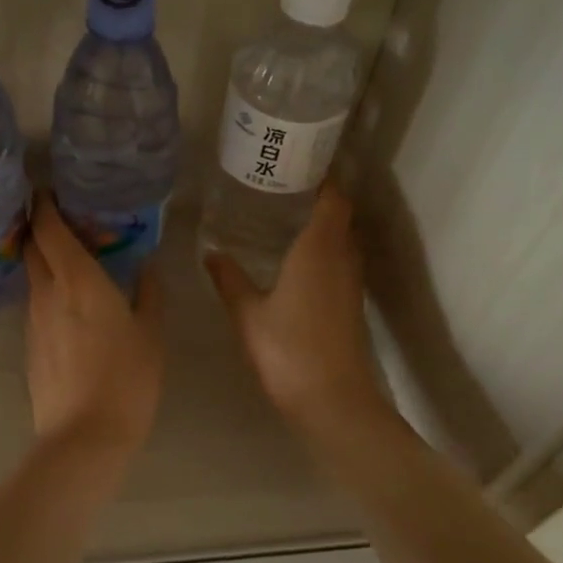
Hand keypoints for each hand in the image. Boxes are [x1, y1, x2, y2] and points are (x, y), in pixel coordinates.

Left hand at [25, 194, 164, 457]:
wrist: (84, 436)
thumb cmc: (127, 378)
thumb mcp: (150, 333)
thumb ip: (148, 293)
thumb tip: (147, 265)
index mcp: (77, 279)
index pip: (49, 228)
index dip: (44, 205)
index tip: (48, 189)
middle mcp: (47, 292)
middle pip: (32, 247)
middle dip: (39, 226)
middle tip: (61, 218)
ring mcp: (33, 320)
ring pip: (33, 276)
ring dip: (44, 260)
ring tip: (70, 258)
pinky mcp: (30, 344)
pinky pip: (36, 304)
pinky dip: (47, 291)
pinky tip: (68, 303)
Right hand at [205, 184, 387, 430]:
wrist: (333, 402)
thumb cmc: (288, 351)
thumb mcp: (248, 314)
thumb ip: (229, 279)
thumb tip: (211, 251)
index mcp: (319, 250)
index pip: (332, 199)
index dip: (322, 176)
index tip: (298, 161)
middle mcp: (342, 258)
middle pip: (340, 215)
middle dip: (319, 194)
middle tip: (282, 183)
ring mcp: (350, 282)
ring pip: (342, 238)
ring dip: (323, 222)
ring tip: (286, 212)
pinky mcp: (350, 303)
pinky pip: (340, 260)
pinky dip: (324, 247)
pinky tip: (296, 257)